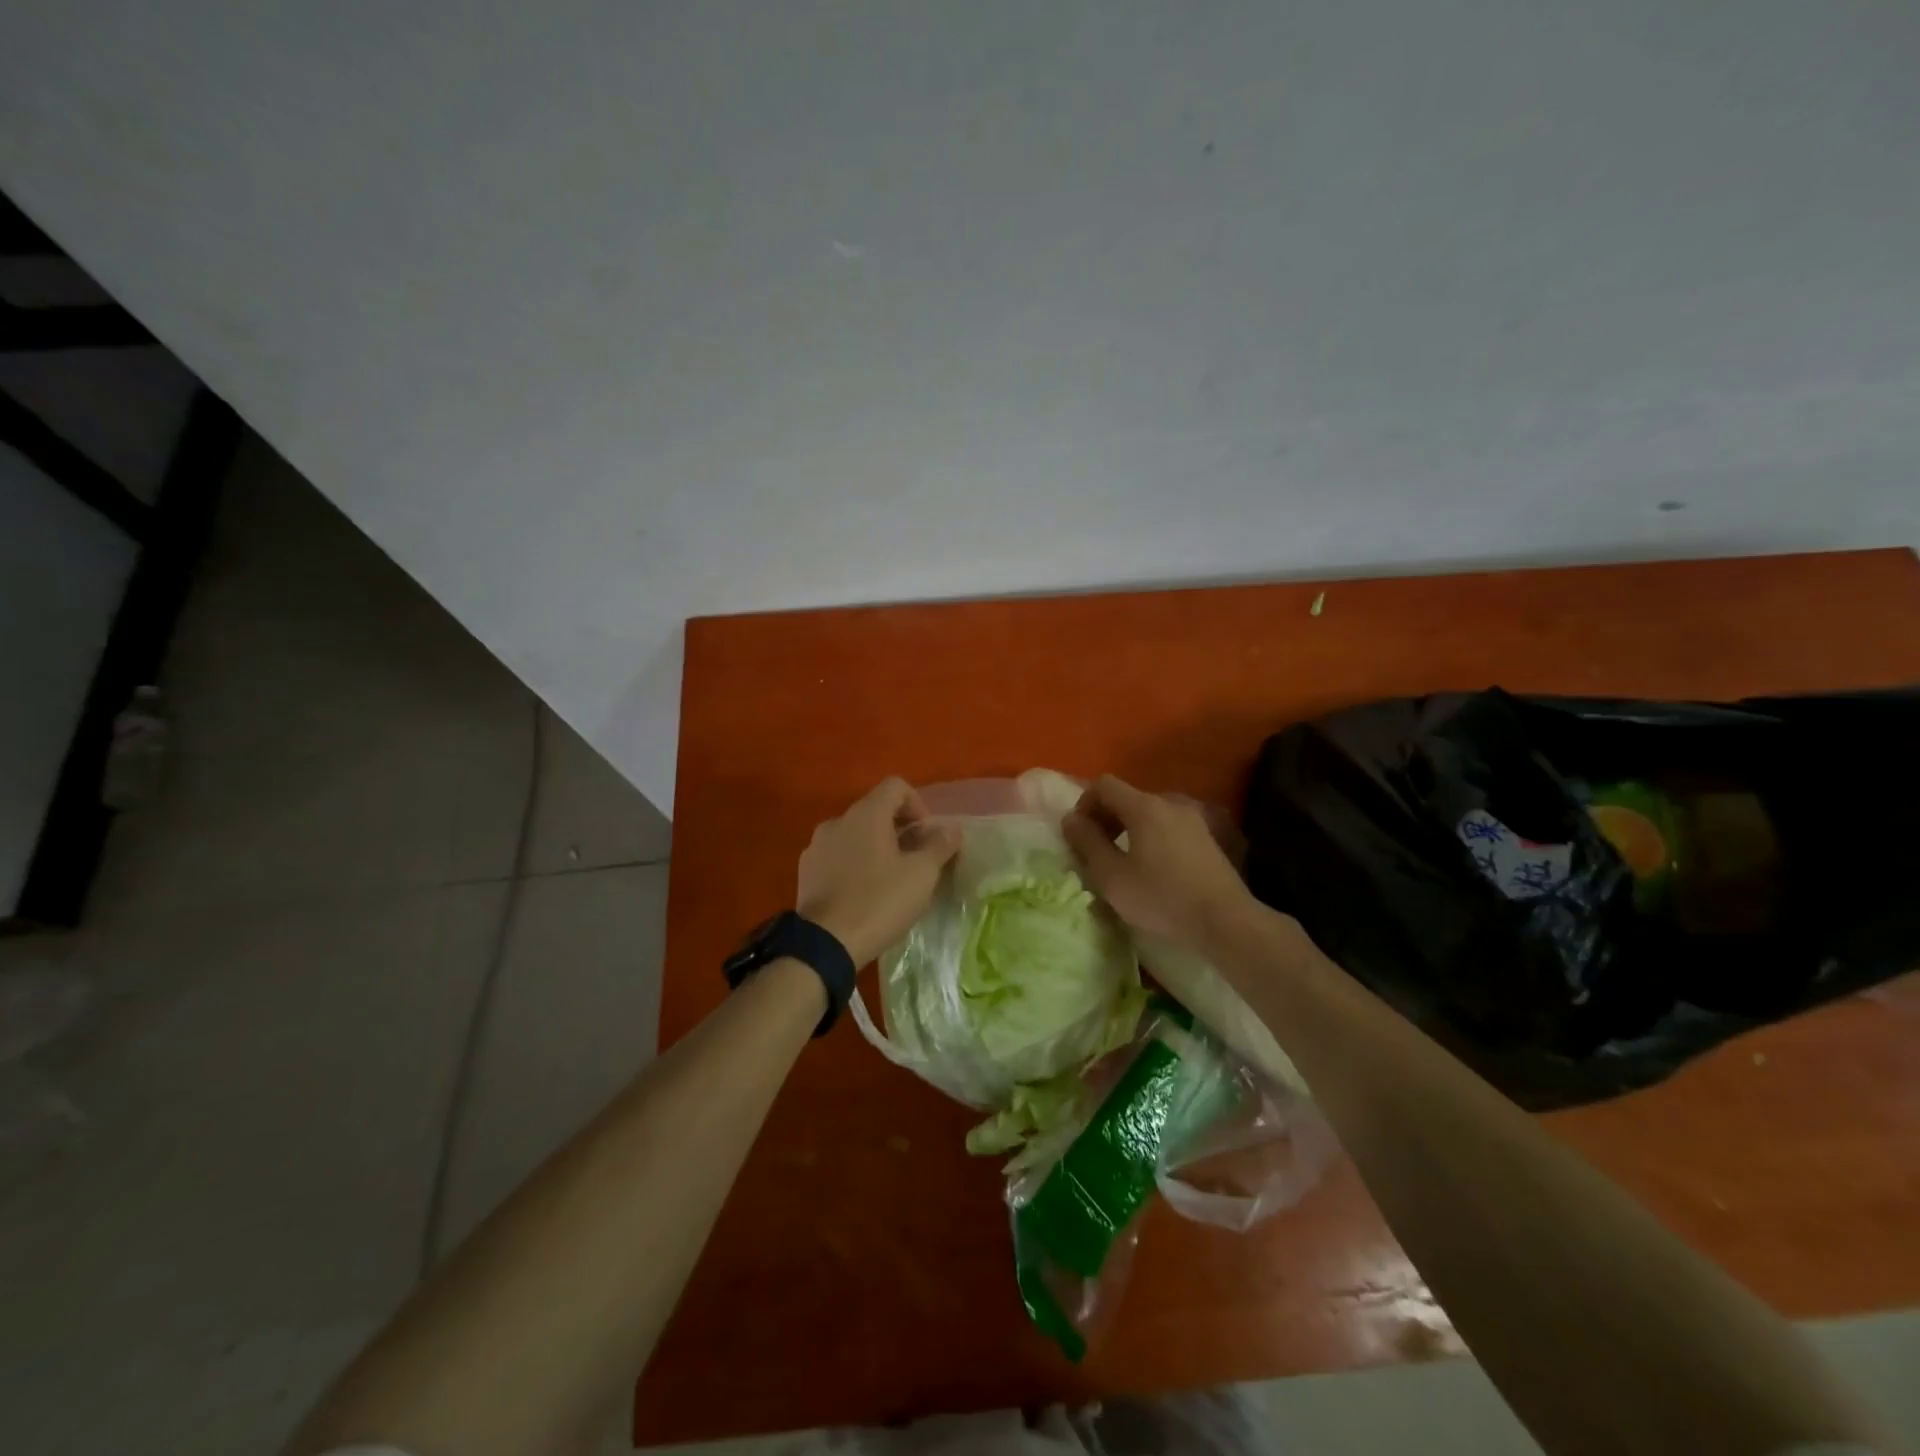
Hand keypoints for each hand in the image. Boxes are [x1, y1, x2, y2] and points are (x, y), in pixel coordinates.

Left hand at [796, 778, 960, 966]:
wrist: (824, 945)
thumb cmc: (879, 902)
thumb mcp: (921, 875)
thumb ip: (939, 846)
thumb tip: (951, 829)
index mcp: (866, 814)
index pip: (896, 786)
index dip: (918, 805)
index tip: (928, 837)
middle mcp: (838, 821)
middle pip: (876, 810)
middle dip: (900, 830)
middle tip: (916, 862)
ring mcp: (817, 846)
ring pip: (855, 834)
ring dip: (876, 848)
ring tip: (890, 881)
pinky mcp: (806, 871)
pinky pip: (838, 856)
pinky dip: (855, 865)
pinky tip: (864, 895)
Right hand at [1061, 774, 1252, 949]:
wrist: (1225, 921)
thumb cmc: (1162, 898)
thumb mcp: (1112, 876)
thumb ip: (1087, 843)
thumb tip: (1070, 820)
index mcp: (1144, 807)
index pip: (1104, 785)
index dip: (1084, 804)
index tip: (1078, 835)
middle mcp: (1170, 803)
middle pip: (1127, 797)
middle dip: (1105, 818)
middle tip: (1095, 850)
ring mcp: (1193, 819)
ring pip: (1148, 813)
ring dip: (1128, 829)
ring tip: (1122, 861)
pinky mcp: (1207, 838)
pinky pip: (1168, 827)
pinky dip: (1150, 838)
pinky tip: (1152, 869)